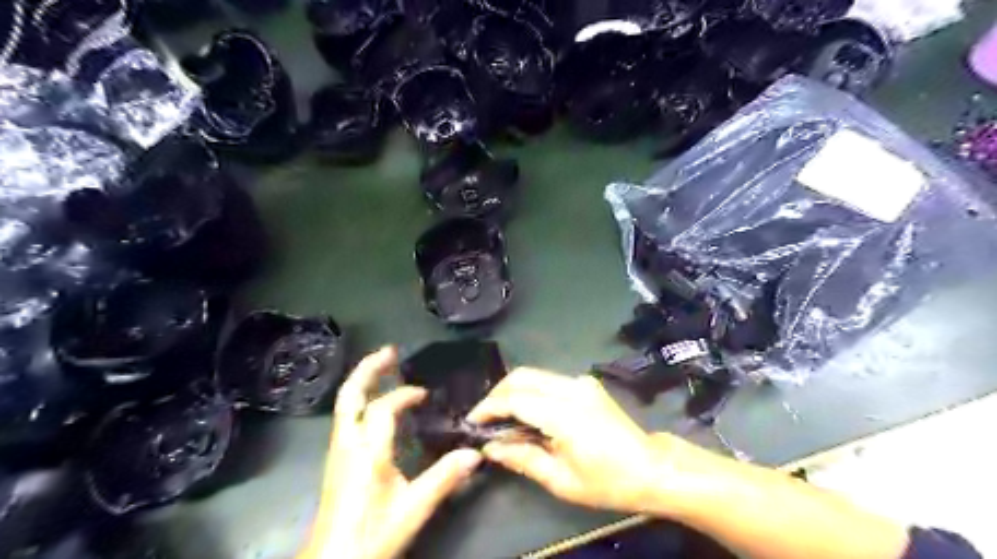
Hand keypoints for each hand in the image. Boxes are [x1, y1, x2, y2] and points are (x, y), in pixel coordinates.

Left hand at [301, 348, 484, 556]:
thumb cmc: (371, 535)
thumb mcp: (413, 508)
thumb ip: (444, 478)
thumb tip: (475, 454)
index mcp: (367, 451)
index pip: (384, 408)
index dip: (405, 395)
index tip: (426, 394)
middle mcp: (347, 444)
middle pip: (350, 395)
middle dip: (369, 369)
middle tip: (389, 351)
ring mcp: (338, 450)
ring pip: (345, 404)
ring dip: (363, 381)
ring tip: (383, 367)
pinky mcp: (336, 459)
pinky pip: (347, 417)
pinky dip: (361, 399)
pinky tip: (374, 404)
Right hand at [467, 366, 667, 514]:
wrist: (651, 468)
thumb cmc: (607, 482)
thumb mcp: (561, 480)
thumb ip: (522, 457)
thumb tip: (490, 446)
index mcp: (565, 413)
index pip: (515, 399)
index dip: (489, 407)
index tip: (472, 421)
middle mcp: (571, 387)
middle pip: (522, 376)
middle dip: (497, 393)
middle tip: (485, 418)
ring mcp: (581, 382)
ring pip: (534, 375)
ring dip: (513, 391)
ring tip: (502, 417)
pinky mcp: (586, 383)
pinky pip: (549, 380)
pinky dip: (531, 391)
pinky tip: (528, 413)